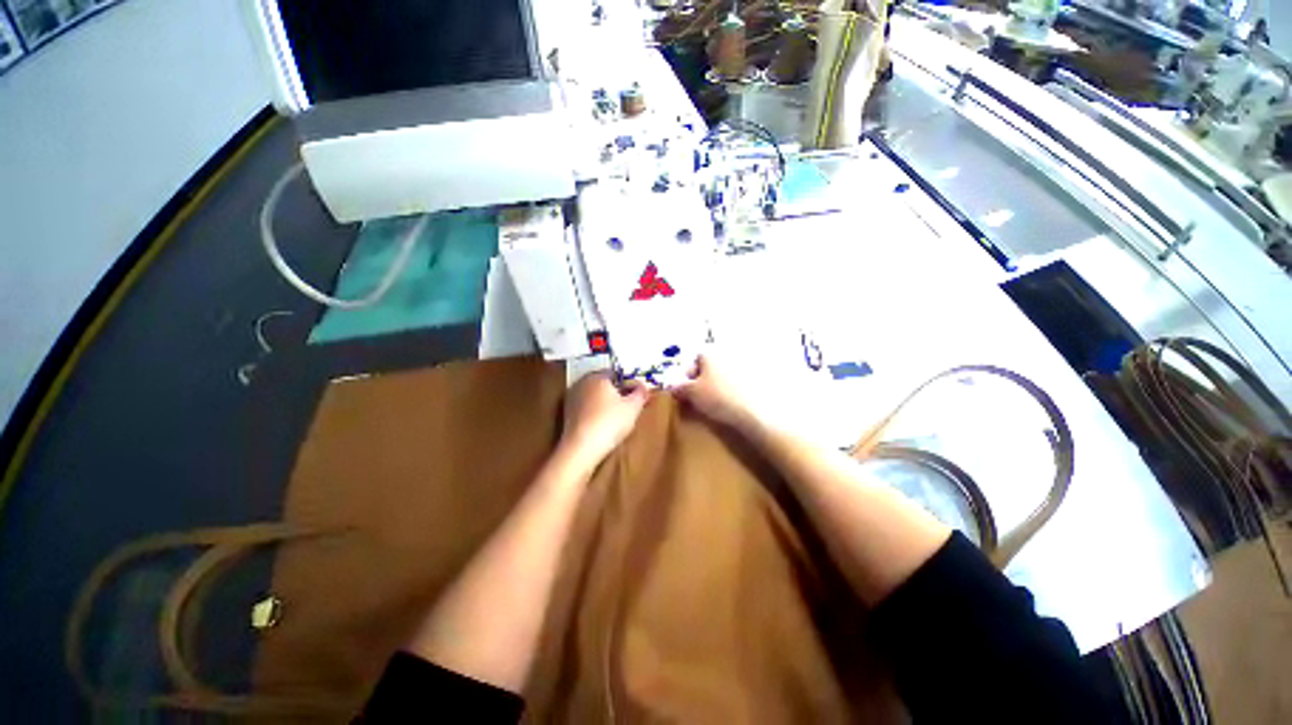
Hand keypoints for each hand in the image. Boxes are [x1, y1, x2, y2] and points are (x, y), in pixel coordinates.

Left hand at [560, 373, 649, 464]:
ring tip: (618, 416)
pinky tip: (603, 424)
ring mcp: (572, 398)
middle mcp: (582, 383)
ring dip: (605, 402)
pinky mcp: (566, 414)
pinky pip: (586, 408)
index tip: (637, 394)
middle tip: (629, 404)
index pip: (616, 374)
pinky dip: (595, 412)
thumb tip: (644, 386)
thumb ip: (641, 393)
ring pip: (594, 396)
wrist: (581, 448)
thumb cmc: (610, 422)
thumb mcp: (633, 408)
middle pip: (604, 384)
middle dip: (616, 392)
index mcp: (597, 376)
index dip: (629, 383)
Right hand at [673, 354, 760, 432]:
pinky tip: (729, 405)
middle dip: (701, 381)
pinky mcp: (756, 380)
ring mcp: (744, 366)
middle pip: (709, 367)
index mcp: (711, 353)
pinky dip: (731, 391)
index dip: (687, 375)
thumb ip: (679, 387)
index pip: (695, 359)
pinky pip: (737, 384)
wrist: (754, 412)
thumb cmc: (718, 397)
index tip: (685, 391)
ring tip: (713, 404)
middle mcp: (728, 354)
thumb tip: (671, 386)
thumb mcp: (692, 393)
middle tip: (697, 399)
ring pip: (723, 376)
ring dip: (716, 386)